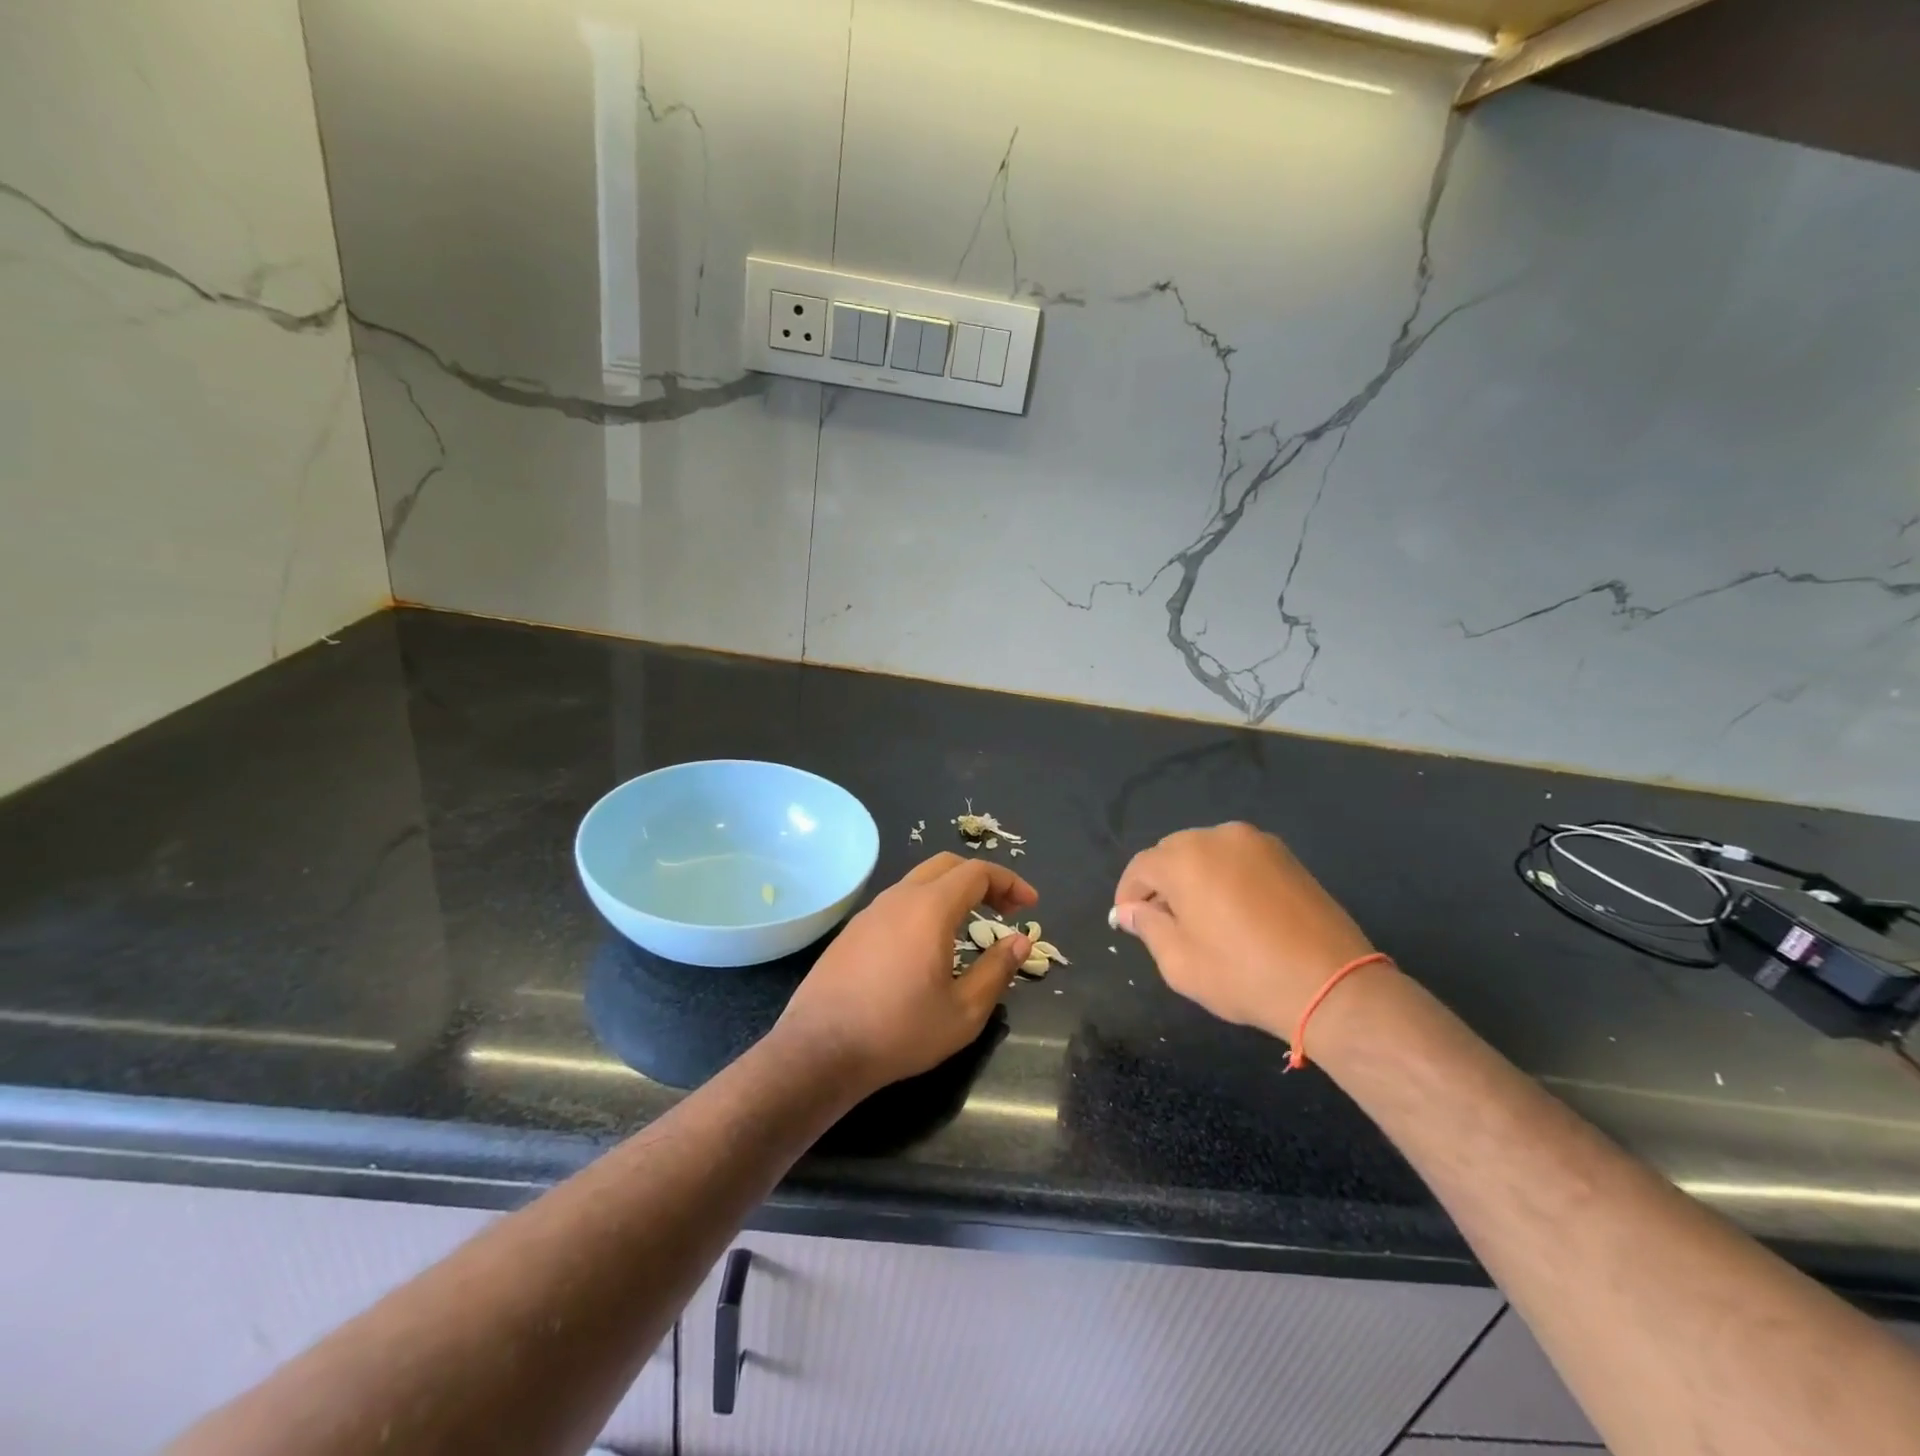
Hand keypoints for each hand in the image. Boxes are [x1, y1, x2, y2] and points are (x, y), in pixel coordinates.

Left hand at [774, 853, 1037, 1095]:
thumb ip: (997, 969)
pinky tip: (928, 943)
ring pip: (919, 881)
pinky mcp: (853, 930)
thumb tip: (1020, 941)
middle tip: (1005, 908)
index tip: (1030, 905)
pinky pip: (898, 902)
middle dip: (982, 879)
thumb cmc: (900, 1031)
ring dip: (952, 892)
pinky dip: (926, 906)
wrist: (820, 1049)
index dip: (1009, 882)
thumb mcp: (963, 1011)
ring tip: (971, 924)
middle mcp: (899, 897)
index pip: (977, 872)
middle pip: (948, 866)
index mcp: (930, 908)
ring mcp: (871, 911)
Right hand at [1113, 823, 1375, 1039]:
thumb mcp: (1179, 962)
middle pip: (1172, 852)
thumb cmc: (1243, 975)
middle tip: (1164, 921)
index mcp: (1185, 858)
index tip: (1127, 921)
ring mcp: (1256, 842)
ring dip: (1194, 877)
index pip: (1141, 867)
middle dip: (1161, 883)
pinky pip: (1238, 858)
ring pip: (1206, 852)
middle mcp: (1218, 836)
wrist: (1331, 984)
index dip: (1128, 894)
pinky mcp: (1285, 855)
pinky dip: (1225, 876)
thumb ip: (1147, 927)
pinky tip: (1234, 911)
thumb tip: (1129, 911)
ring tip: (1202, 917)